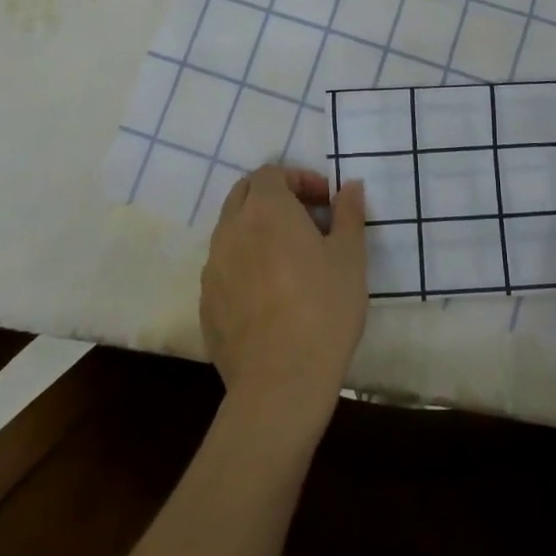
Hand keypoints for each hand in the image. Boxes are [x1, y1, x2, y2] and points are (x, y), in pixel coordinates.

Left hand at [200, 166, 367, 426]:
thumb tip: (349, 186)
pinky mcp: (206, 302)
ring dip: (257, 229)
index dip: (299, 179)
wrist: (281, 382)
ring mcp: (212, 267)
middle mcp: (231, 229)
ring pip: (231, 230)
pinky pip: (224, 266)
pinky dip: (245, 263)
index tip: (325, 202)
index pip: (271, 173)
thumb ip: (348, 213)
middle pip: (244, 193)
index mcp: (265, 210)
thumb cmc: (324, 309)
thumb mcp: (350, 256)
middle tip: (307, 221)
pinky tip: (270, 293)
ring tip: (290, 258)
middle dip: (274, 197)